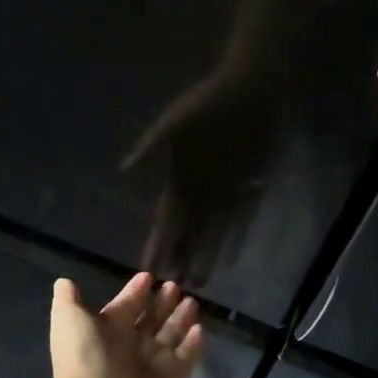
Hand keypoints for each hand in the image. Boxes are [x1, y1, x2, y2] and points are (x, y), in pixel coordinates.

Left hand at [47, 272, 203, 377]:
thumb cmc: (86, 360)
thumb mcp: (69, 321)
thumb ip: (68, 300)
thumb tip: (63, 281)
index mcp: (107, 333)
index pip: (125, 307)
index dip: (135, 292)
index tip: (147, 276)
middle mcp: (131, 348)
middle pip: (150, 320)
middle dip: (162, 303)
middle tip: (174, 286)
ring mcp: (154, 365)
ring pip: (171, 335)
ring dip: (180, 318)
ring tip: (191, 301)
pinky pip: (188, 357)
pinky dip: (194, 343)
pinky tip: (199, 327)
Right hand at [122, 63, 273, 285]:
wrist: (254, 89)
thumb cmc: (211, 102)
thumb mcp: (176, 121)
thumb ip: (153, 147)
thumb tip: (123, 171)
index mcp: (179, 175)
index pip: (166, 217)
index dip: (158, 242)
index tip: (148, 267)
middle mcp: (200, 188)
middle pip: (188, 231)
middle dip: (179, 257)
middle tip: (171, 289)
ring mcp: (226, 190)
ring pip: (213, 232)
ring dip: (205, 255)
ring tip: (197, 284)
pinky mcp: (250, 187)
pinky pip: (242, 220)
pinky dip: (235, 239)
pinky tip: (228, 260)